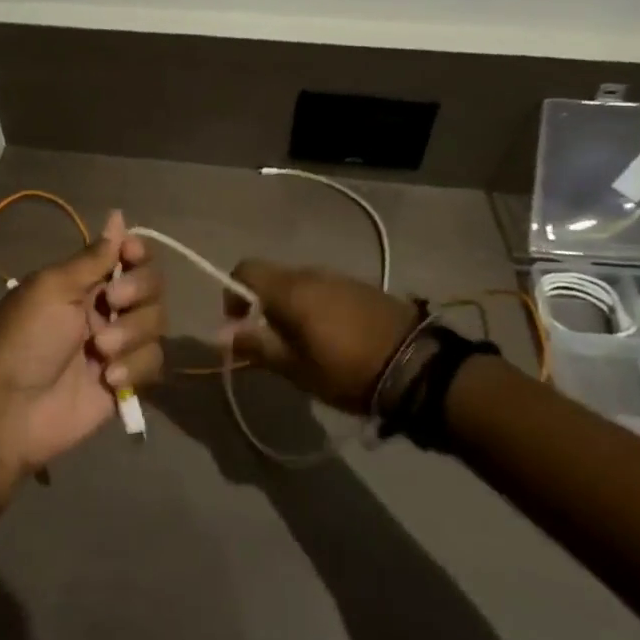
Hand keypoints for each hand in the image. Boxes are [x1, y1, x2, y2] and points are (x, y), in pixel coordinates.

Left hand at [0, 212, 166, 506]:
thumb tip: (118, 216)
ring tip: (100, 353)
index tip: (131, 256)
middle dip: (137, 291)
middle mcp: (104, 307)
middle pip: (151, 285)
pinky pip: (153, 362)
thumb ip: (92, 257)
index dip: (137, 252)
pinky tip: (108, 380)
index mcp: (82, 281)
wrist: (11, 410)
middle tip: (112, 303)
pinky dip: (135, 368)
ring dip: (132, 334)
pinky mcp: (126, 381)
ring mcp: (117, 345)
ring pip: (156, 323)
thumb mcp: (52, 288)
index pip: (128, 254)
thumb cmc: (25, 339)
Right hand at [216, 261, 421, 414]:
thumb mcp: (296, 368)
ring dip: (293, 307)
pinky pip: (326, 290)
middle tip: (273, 342)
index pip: (245, 269)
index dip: (234, 293)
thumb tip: (220, 334)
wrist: (419, 367)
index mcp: (290, 288)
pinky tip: (333, 337)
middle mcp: (312, 273)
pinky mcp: (364, 288)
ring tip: (304, 343)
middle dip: (264, 305)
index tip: (240, 324)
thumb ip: (256, 346)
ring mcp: (341, 277)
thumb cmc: (347, 370)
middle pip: (274, 278)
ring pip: (301, 284)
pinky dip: (318, 307)